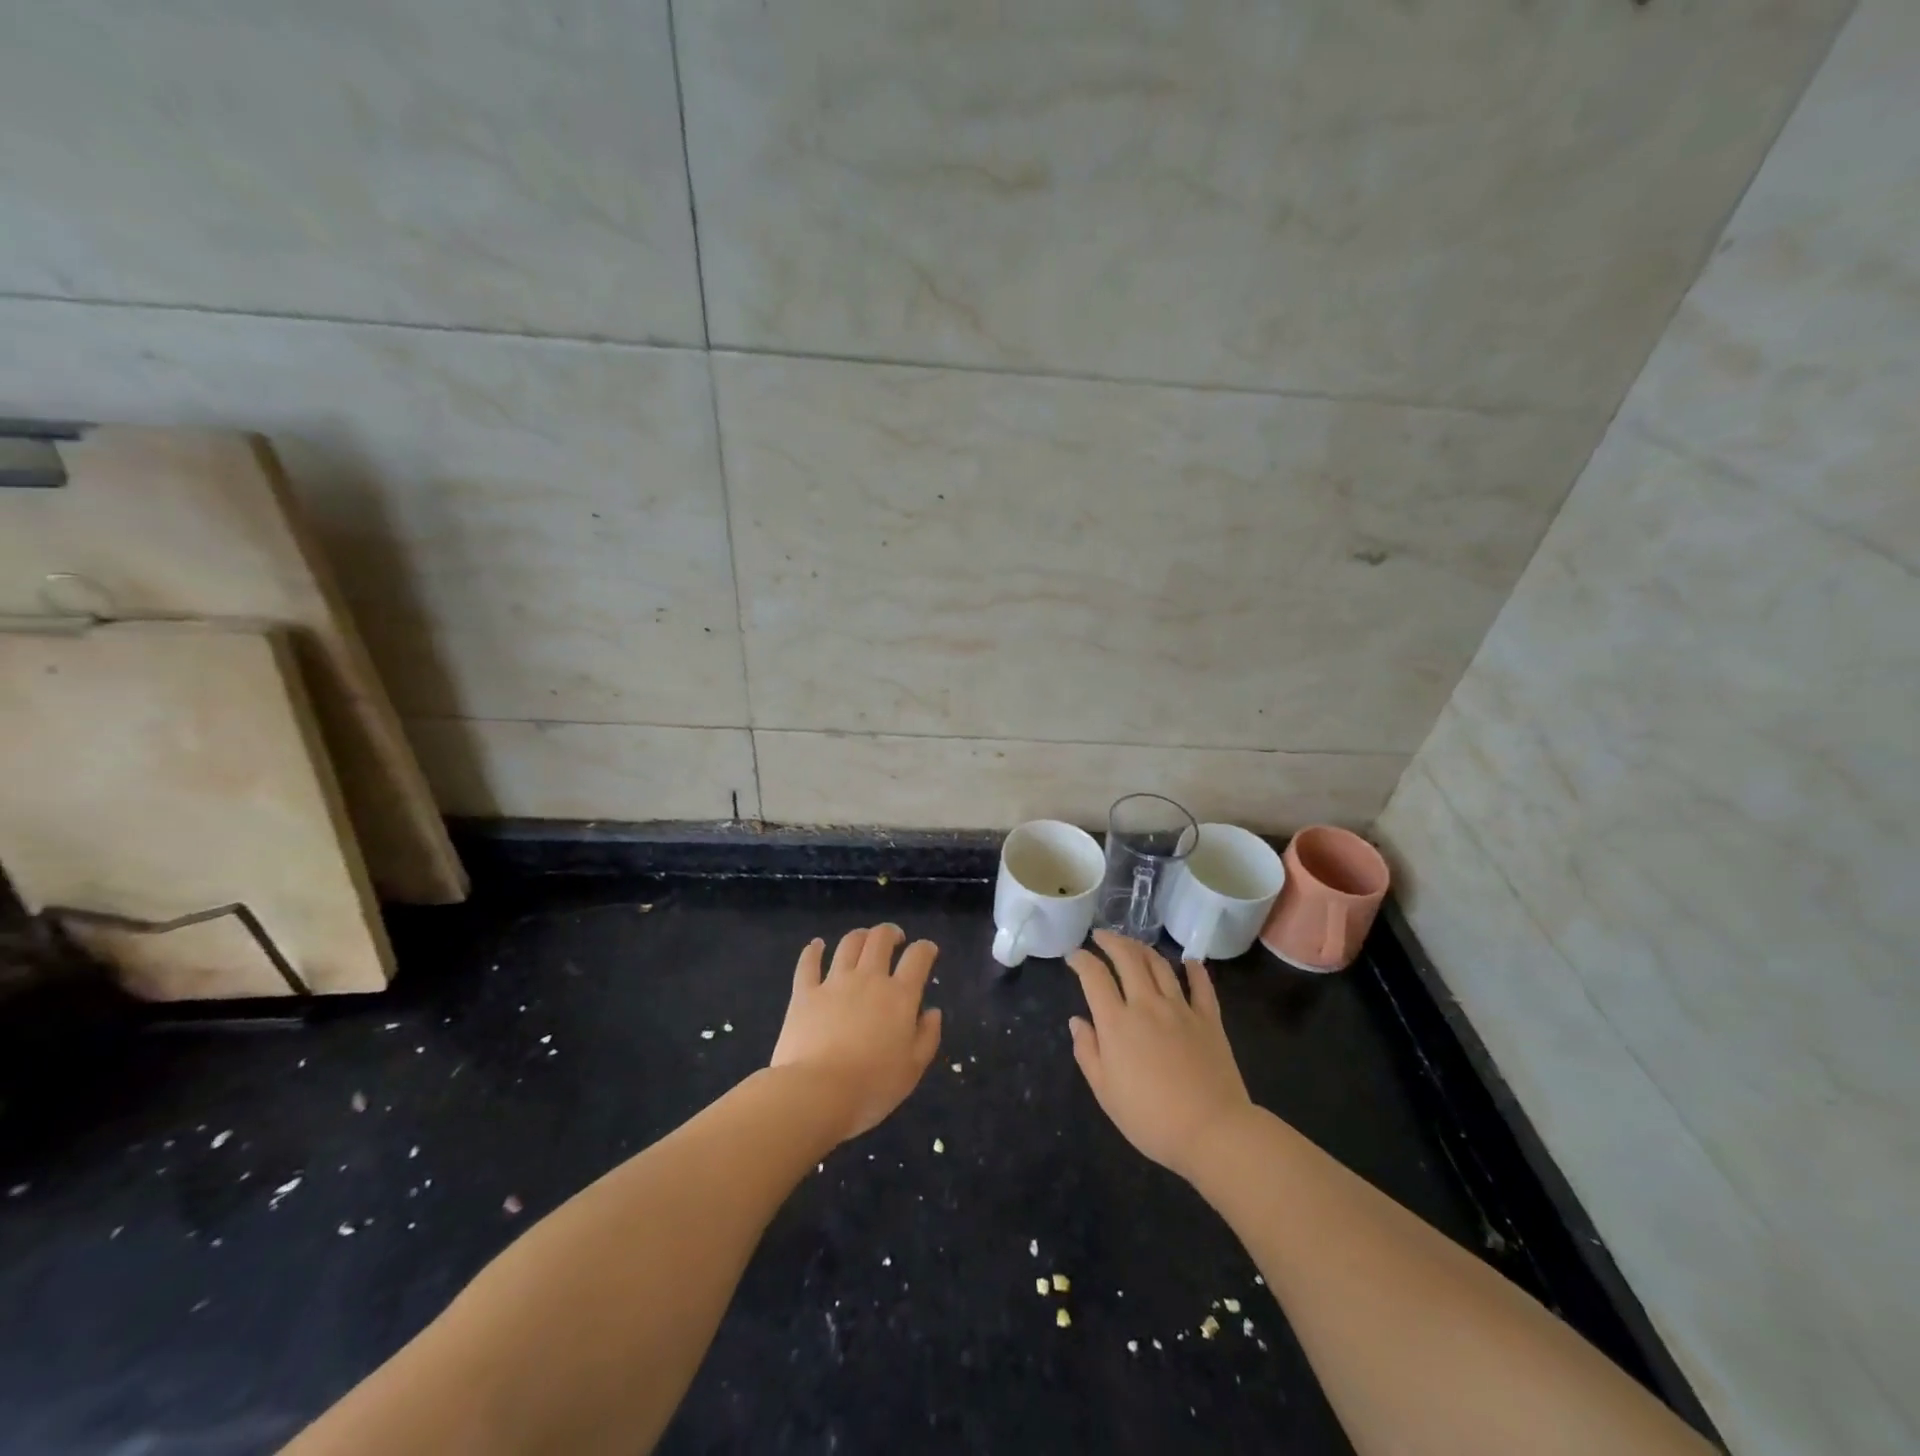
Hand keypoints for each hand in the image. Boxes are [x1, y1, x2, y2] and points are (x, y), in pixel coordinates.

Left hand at [770, 925, 941, 1143]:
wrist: (817, 1093)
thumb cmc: (872, 1086)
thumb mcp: (913, 1069)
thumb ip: (927, 1036)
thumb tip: (933, 1012)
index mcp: (899, 996)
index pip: (917, 958)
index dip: (925, 949)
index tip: (928, 950)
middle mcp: (868, 979)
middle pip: (880, 939)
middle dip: (891, 933)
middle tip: (895, 939)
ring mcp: (834, 983)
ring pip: (849, 944)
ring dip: (860, 936)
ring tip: (863, 940)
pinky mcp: (805, 993)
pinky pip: (808, 963)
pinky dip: (813, 950)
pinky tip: (817, 945)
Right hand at [1067, 930, 1253, 1182]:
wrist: (1212, 1131)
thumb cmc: (1150, 1118)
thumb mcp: (1105, 1092)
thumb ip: (1087, 1052)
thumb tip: (1077, 1021)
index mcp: (1116, 1023)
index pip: (1094, 976)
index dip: (1081, 960)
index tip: (1074, 956)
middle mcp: (1147, 1005)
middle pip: (1127, 958)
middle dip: (1111, 941)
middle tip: (1100, 937)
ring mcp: (1181, 1008)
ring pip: (1160, 965)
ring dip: (1143, 949)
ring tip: (1133, 945)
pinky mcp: (1209, 1019)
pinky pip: (1201, 985)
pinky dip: (1194, 969)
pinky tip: (1189, 961)